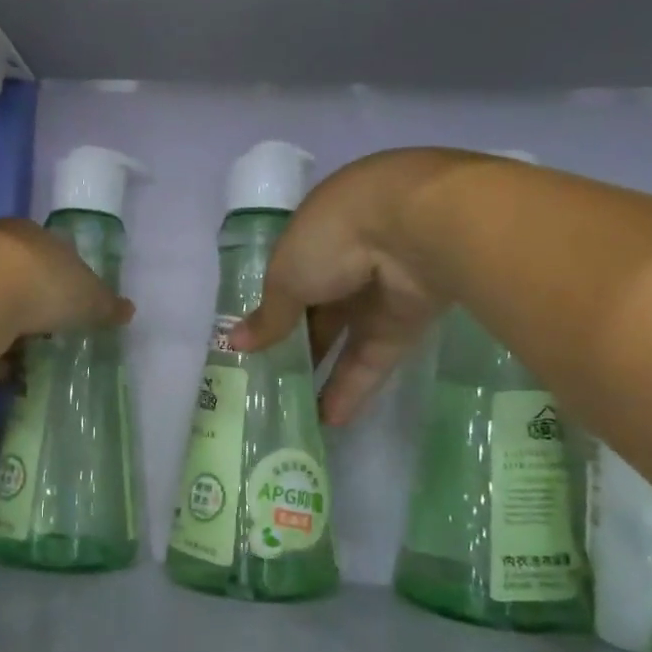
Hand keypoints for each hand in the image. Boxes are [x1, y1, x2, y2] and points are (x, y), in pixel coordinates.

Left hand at [0, 217, 133, 338]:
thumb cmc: (41, 285)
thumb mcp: (87, 298)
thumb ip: (106, 304)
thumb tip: (129, 310)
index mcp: (33, 233)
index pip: (51, 251)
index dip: (61, 279)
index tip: (66, 307)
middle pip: (16, 274)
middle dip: (28, 304)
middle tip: (42, 335)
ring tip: (14, 358)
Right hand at [231, 148, 469, 424]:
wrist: (416, 231)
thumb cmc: (334, 238)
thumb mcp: (286, 276)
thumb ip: (269, 316)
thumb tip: (236, 343)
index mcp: (316, 235)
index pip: (290, 277)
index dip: (273, 310)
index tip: (256, 344)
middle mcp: (348, 261)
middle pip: (319, 312)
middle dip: (298, 347)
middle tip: (273, 384)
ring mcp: (380, 293)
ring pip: (347, 339)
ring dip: (324, 374)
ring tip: (298, 415)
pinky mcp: (407, 323)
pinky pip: (374, 358)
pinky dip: (354, 386)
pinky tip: (330, 419)